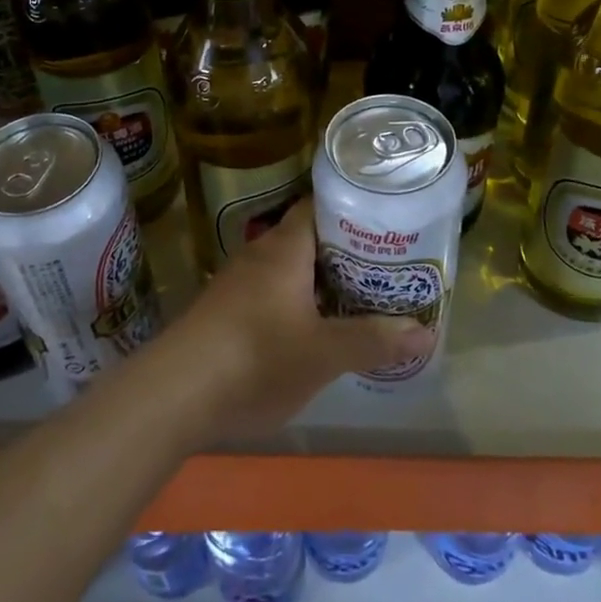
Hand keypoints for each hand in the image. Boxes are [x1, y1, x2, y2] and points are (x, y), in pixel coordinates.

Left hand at [168, 202, 432, 442]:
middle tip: (387, 266)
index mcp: (284, 249)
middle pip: (309, 239)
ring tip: (361, 297)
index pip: (320, 206)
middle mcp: (259, 256)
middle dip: (346, 252)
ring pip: (290, 270)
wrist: (174, 395)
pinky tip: (316, 330)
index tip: (387, 221)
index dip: (353, 208)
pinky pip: (272, 295)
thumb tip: (427, 331)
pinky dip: (298, 303)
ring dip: (322, 281)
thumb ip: (373, 340)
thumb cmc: (256, 358)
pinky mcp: (226, 314)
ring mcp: (238, 285)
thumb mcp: (323, 354)